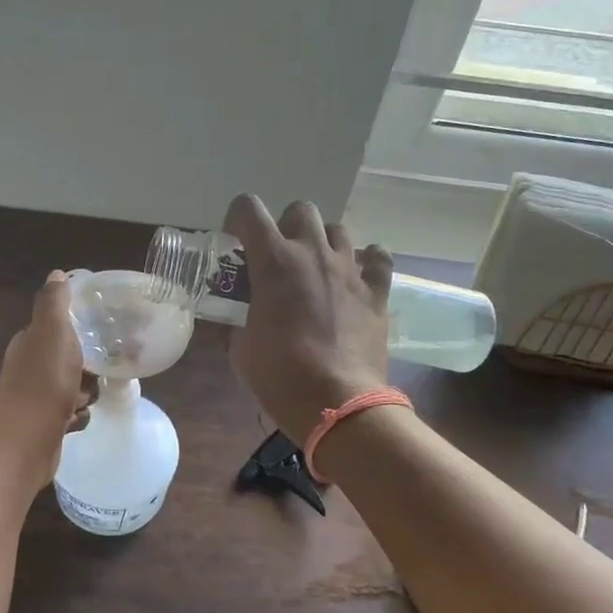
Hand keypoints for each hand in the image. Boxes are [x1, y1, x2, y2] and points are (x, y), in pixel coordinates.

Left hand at [0, 271, 98, 486]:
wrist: (25, 442)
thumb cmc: (43, 382)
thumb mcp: (52, 332)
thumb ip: (54, 303)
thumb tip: (56, 273)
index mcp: (30, 342)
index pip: (58, 327)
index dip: (81, 328)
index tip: (104, 332)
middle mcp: (30, 367)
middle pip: (70, 358)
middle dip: (89, 365)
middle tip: (104, 368)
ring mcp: (37, 397)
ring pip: (74, 387)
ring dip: (86, 393)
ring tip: (88, 398)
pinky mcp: (45, 424)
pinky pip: (72, 414)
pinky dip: (79, 417)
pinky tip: (79, 419)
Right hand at [222, 195, 391, 442]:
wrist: (338, 403)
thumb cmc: (281, 376)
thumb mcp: (242, 348)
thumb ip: (242, 319)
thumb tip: (247, 318)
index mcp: (273, 262)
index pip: (249, 209)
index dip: (237, 219)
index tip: (236, 242)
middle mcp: (312, 253)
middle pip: (300, 210)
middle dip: (286, 227)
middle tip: (280, 259)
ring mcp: (350, 269)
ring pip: (338, 229)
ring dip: (323, 243)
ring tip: (317, 269)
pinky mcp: (377, 291)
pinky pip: (377, 258)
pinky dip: (367, 261)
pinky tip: (357, 277)